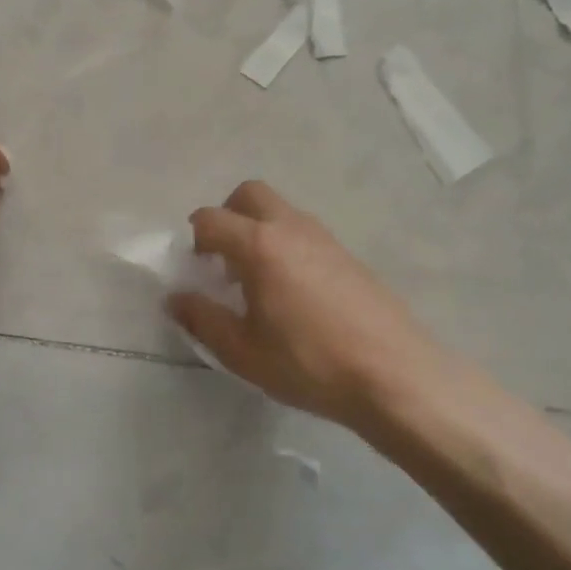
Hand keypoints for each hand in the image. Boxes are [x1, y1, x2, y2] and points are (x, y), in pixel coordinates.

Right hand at [168, 181, 445, 430]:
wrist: (394, 375)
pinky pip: (303, 232)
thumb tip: (176, 298)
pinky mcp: (348, 254)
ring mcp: (324, 237)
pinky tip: (292, 293)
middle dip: (227, 216)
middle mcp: (291, 228)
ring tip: (257, 281)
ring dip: (258, 230)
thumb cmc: (309, 364)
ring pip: (280, 211)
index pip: (210, 219)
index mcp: (259, 245)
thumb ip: (202, 319)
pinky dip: (285, 244)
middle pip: (249, 194)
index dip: (194, 241)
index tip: (197, 272)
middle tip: (223, 259)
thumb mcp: (242, 351)